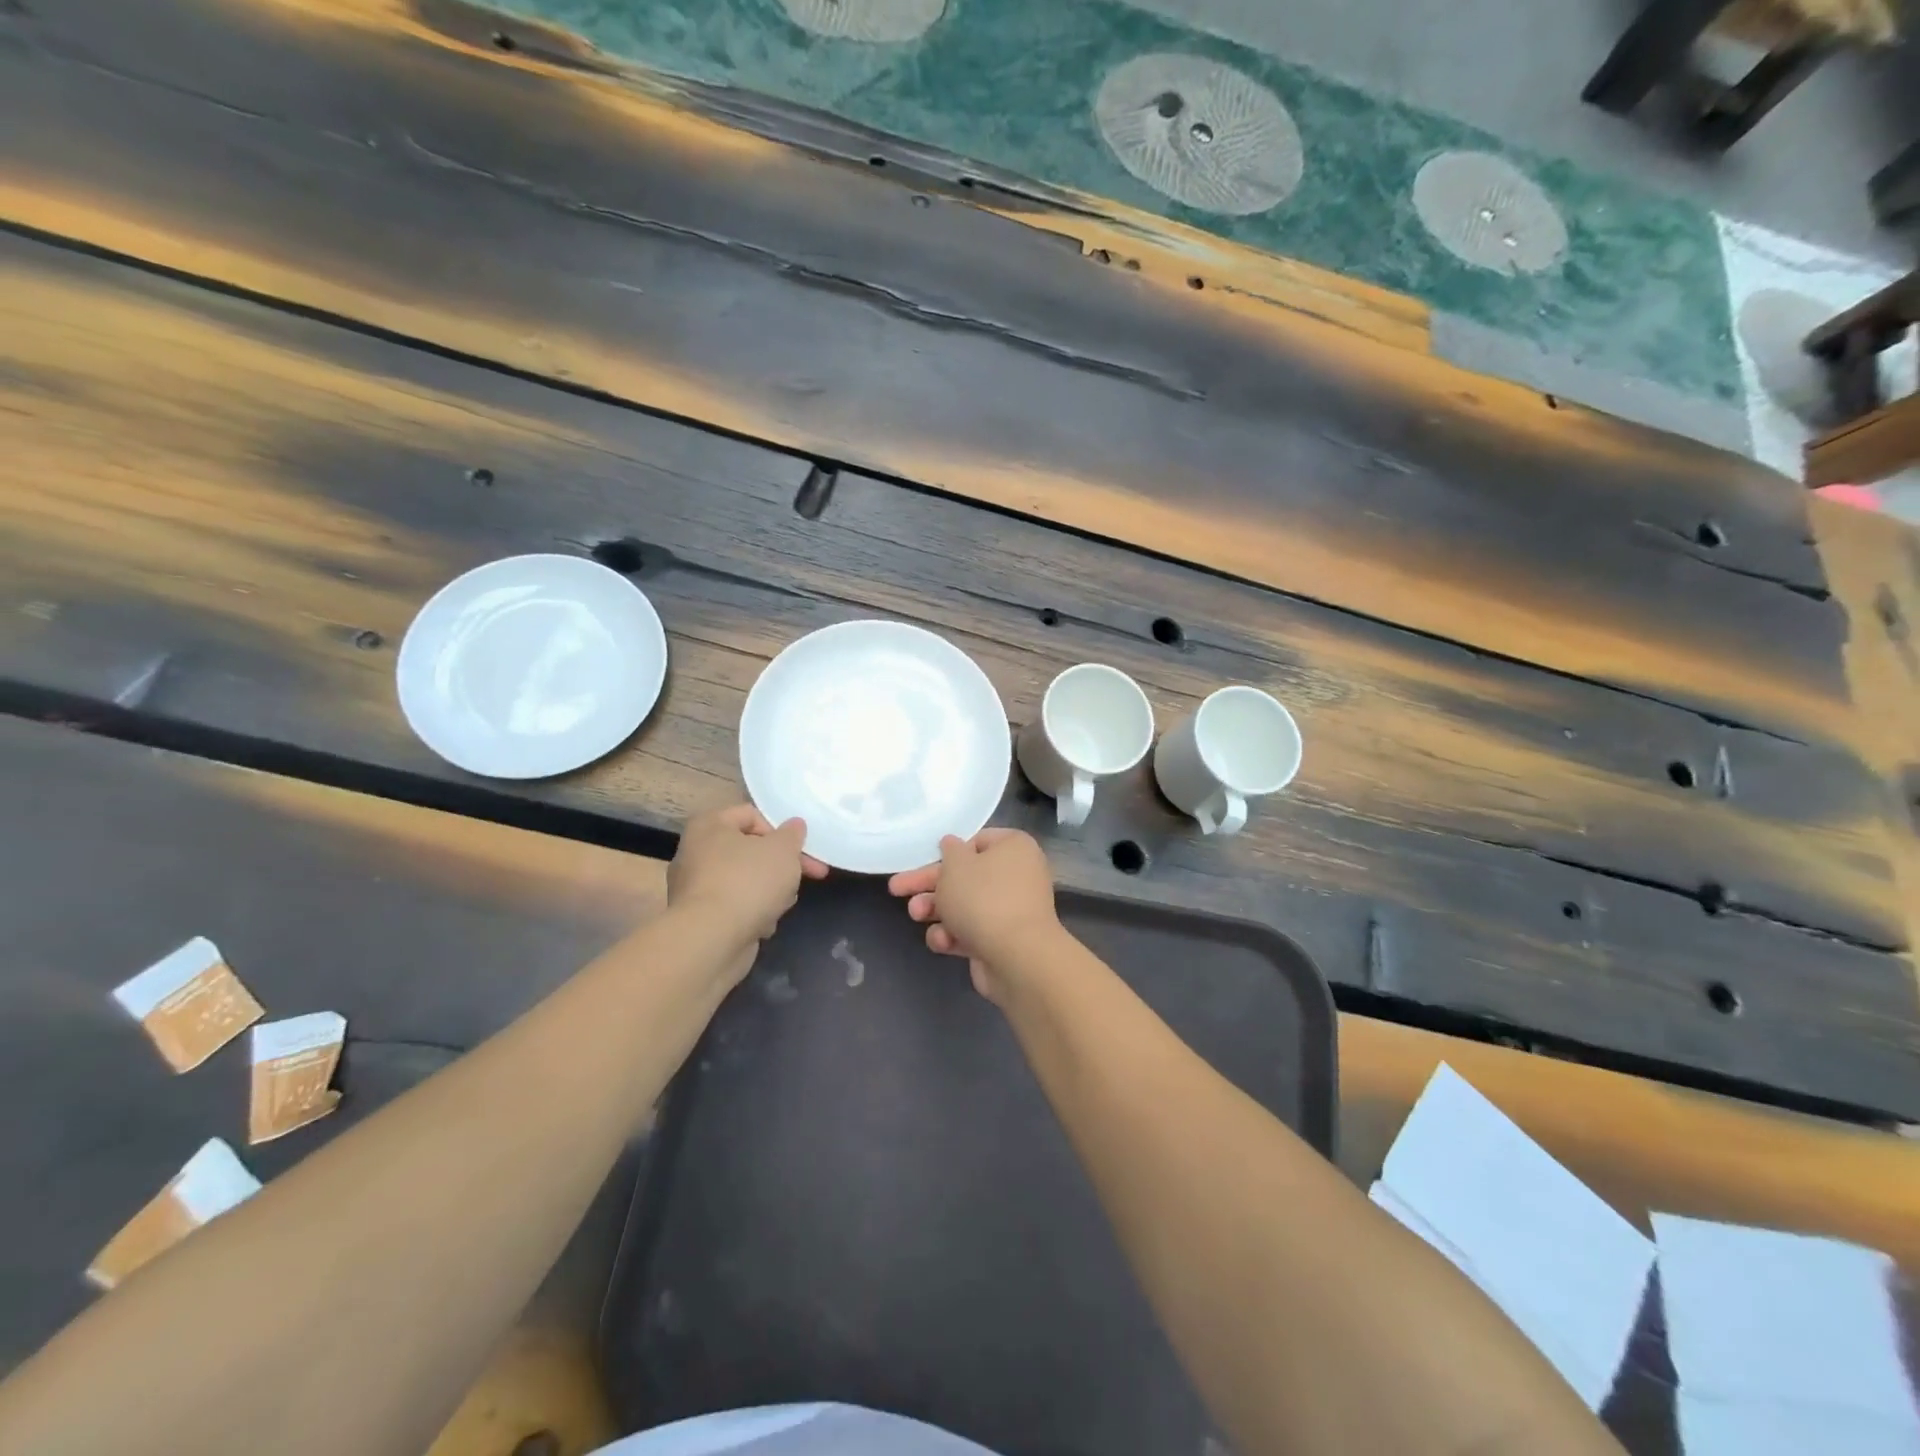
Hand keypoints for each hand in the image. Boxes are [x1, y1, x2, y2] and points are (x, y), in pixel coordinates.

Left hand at [670, 806, 827, 966]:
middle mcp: (696, 852)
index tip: (801, 850)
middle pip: (750, 850)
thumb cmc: (748, 882)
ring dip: (770, 890)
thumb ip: (792, 834)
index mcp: (710, 825)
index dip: (780, 830)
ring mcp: (696, 887)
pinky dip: (752, 912)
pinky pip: (735, 906)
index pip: (751, 814)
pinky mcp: (701, 917)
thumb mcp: (783, 850)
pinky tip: (764, 924)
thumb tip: (794, 826)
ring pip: (745, 880)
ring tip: (783, 903)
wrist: (712, 940)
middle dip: (780, 864)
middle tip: (806, 876)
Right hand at [887, 829, 1060, 1002]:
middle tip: (897, 889)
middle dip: (930, 885)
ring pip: (964, 906)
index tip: (924, 859)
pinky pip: (972, 932)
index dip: (949, 852)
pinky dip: (953, 935)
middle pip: (965, 876)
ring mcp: (1011, 911)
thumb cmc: (983, 899)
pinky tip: (941, 941)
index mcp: (1014, 848)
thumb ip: (949, 852)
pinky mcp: (1002, 942)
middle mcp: (1016, 876)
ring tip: (915, 915)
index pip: (977, 842)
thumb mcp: (955, 866)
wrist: (1016, 958)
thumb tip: (952, 844)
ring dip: (935, 910)